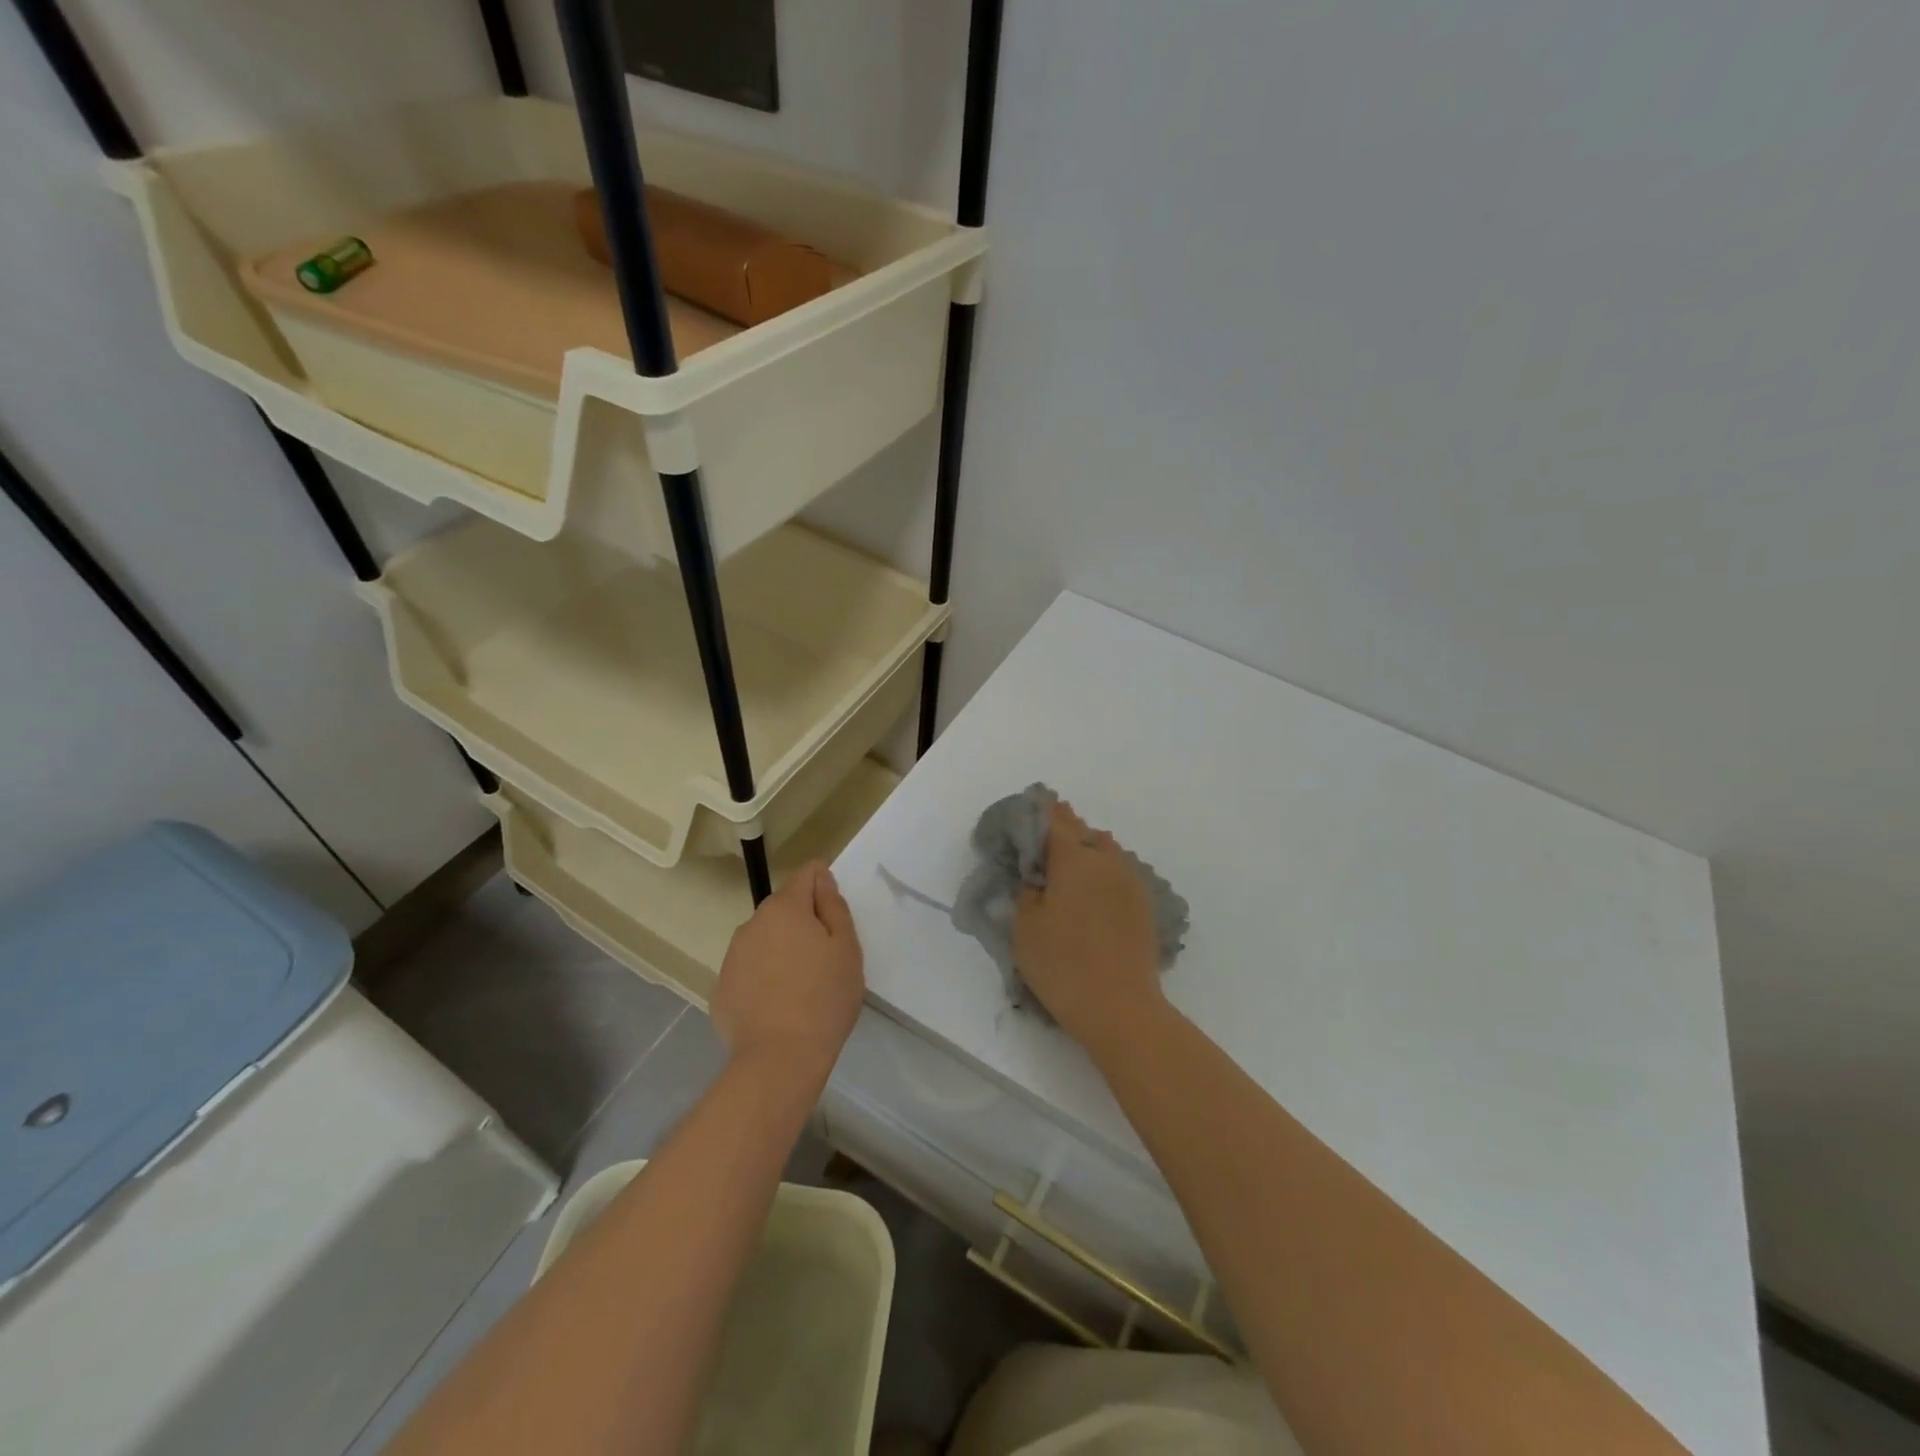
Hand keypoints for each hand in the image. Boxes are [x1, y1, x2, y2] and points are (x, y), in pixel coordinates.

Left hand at [711, 861, 863, 1084]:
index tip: (835, 919)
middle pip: (784, 908)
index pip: (806, 874)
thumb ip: (833, 906)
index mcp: (785, 908)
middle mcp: (752, 923)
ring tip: (801, 987)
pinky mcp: (722, 988)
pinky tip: (778, 1006)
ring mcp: (732, 956)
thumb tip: (821, 878)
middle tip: (825, 959)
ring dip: (782, 949)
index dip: (824, 887)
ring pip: (765, 939)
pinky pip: (750, 969)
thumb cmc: (824, 998)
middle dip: (803, 922)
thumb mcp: (846, 948)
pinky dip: (764, 977)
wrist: (779, 1059)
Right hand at [1013, 801, 1165, 1050]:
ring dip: (1088, 848)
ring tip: (1072, 857)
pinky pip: (1120, 872)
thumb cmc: (1062, 964)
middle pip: (1084, 832)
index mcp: (1075, 859)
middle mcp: (1107, 861)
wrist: (1120, 1007)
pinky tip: (1096, 885)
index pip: (1056, 822)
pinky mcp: (1143, 906)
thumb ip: (1028, 893)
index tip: (1033, 803)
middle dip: (1066, 827)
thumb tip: (1038, 880)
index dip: (1042, 812)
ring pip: (1107, 851)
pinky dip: (1105, 870)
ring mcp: (1130, 882)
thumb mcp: (1025, 928)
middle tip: (1049, 828)